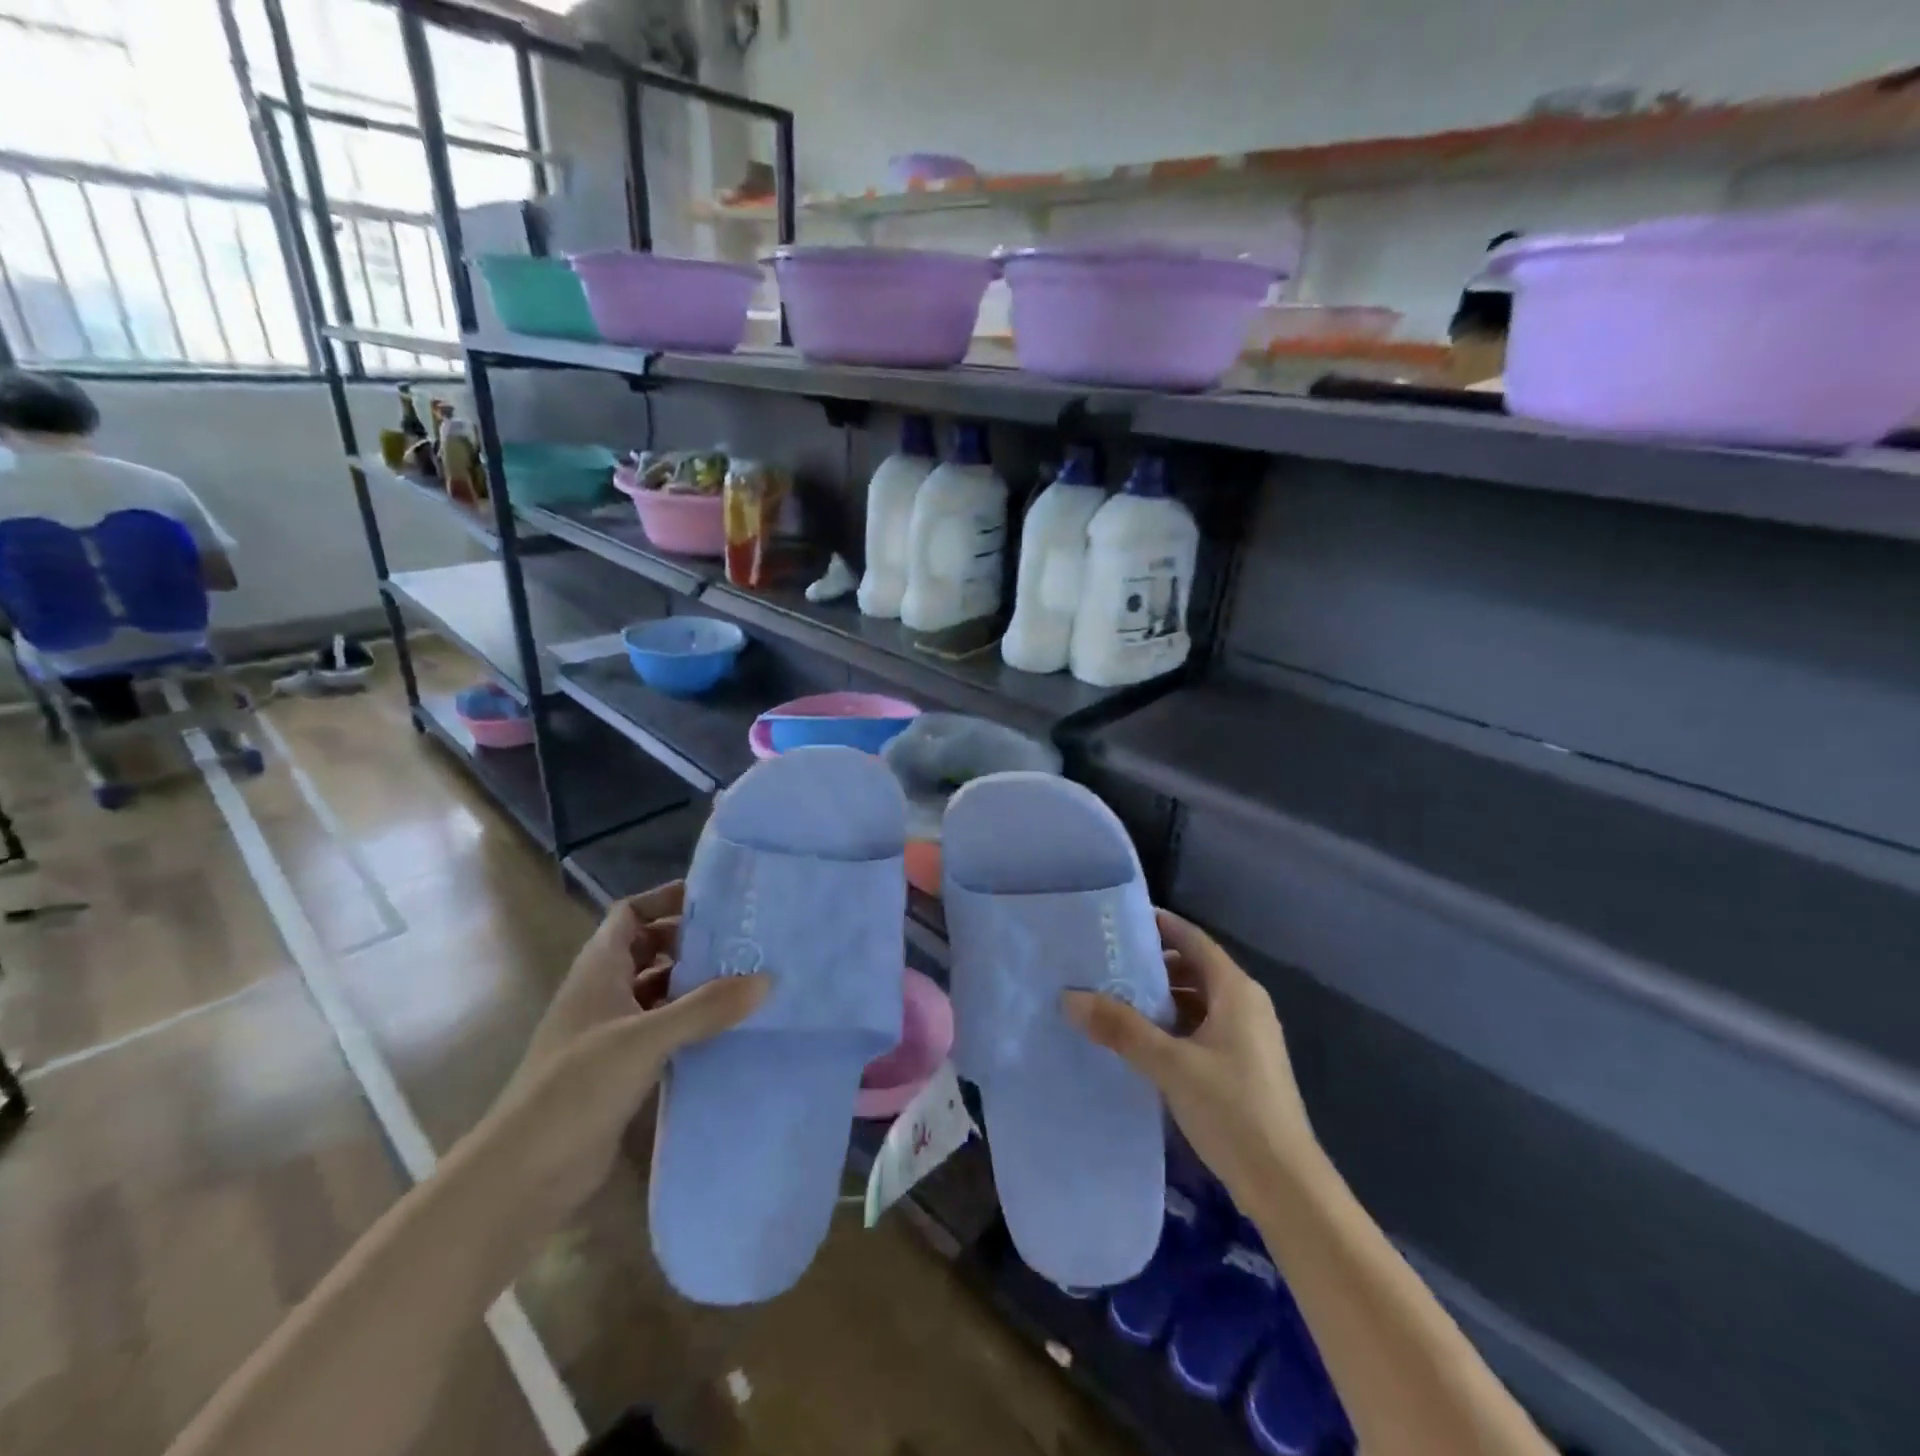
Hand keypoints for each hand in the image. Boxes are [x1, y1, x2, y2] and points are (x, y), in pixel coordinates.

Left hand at [483, 881, 766, 1218]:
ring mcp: (611, 1032)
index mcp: (598, 970)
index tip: (716, 901)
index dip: (666, 900)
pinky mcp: (621, 1069)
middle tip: (744, 941)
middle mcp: (604, 993)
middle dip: (692, 942)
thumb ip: (706, 1008)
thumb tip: (767, 979)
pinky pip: (664, 1030)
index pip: (630, 914)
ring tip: (747, 981)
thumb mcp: (645, 1039)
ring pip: (660, 991)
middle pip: (650, 949)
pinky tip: (727, 1030)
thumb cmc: (576, 1088)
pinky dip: (692, 1024)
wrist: (523, 1176)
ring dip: (696, 984)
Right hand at [1063, 909, 1317, 1203]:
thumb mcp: (1170, 1064)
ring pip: (1197, 1001)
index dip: (1159, 926)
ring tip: (1113, 998)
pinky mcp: (1242, 1066)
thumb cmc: (1232, 1110)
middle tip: (1105, 962)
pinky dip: (1172, 1025)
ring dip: (1160, 997)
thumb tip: (1070, 996)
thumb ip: (1120, 1028)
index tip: (1119, 921)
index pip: (1193, 940)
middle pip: (1194, 968)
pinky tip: (1140, 1040)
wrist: (1286, 1185)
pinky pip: (1201, 1028)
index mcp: (1236, 991)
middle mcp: (1245, 1005)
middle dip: (1152, 964)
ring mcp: (1247, 1037)